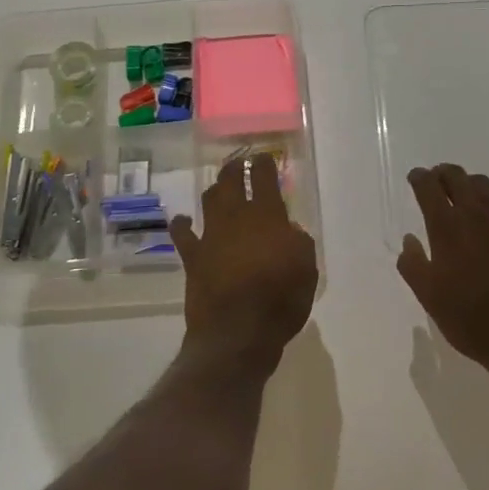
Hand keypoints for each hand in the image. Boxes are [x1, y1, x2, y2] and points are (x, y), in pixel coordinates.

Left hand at [170, 154, 317, 376]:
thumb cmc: (280, 301)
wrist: (237, 332)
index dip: (263, 164)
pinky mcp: (193, 256)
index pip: (263, 178)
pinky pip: (182, 233)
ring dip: (215, 190)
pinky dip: (181, 224)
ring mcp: (211, 235)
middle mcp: (236, 217)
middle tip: (239, 164)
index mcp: (267, 216)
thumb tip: (288, 230)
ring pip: (210, 200)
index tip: (263, 157)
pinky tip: (181, 220)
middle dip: (235, 168)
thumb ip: (298, 243)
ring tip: (219, 187)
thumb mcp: (307, 270)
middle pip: (230, 181)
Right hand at [397, 164, 488, 379]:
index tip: (415, 178)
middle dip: (442, 174)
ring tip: (465, 198)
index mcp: (446, 227)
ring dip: (469, 185)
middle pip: (456, 175)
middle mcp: (475, 213)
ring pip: (483, 184)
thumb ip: (412, 264)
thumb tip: (409, 239)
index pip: (428, 186)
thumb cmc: (471, 320)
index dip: (419, 177)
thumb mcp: (429, 298)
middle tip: (437, 183)